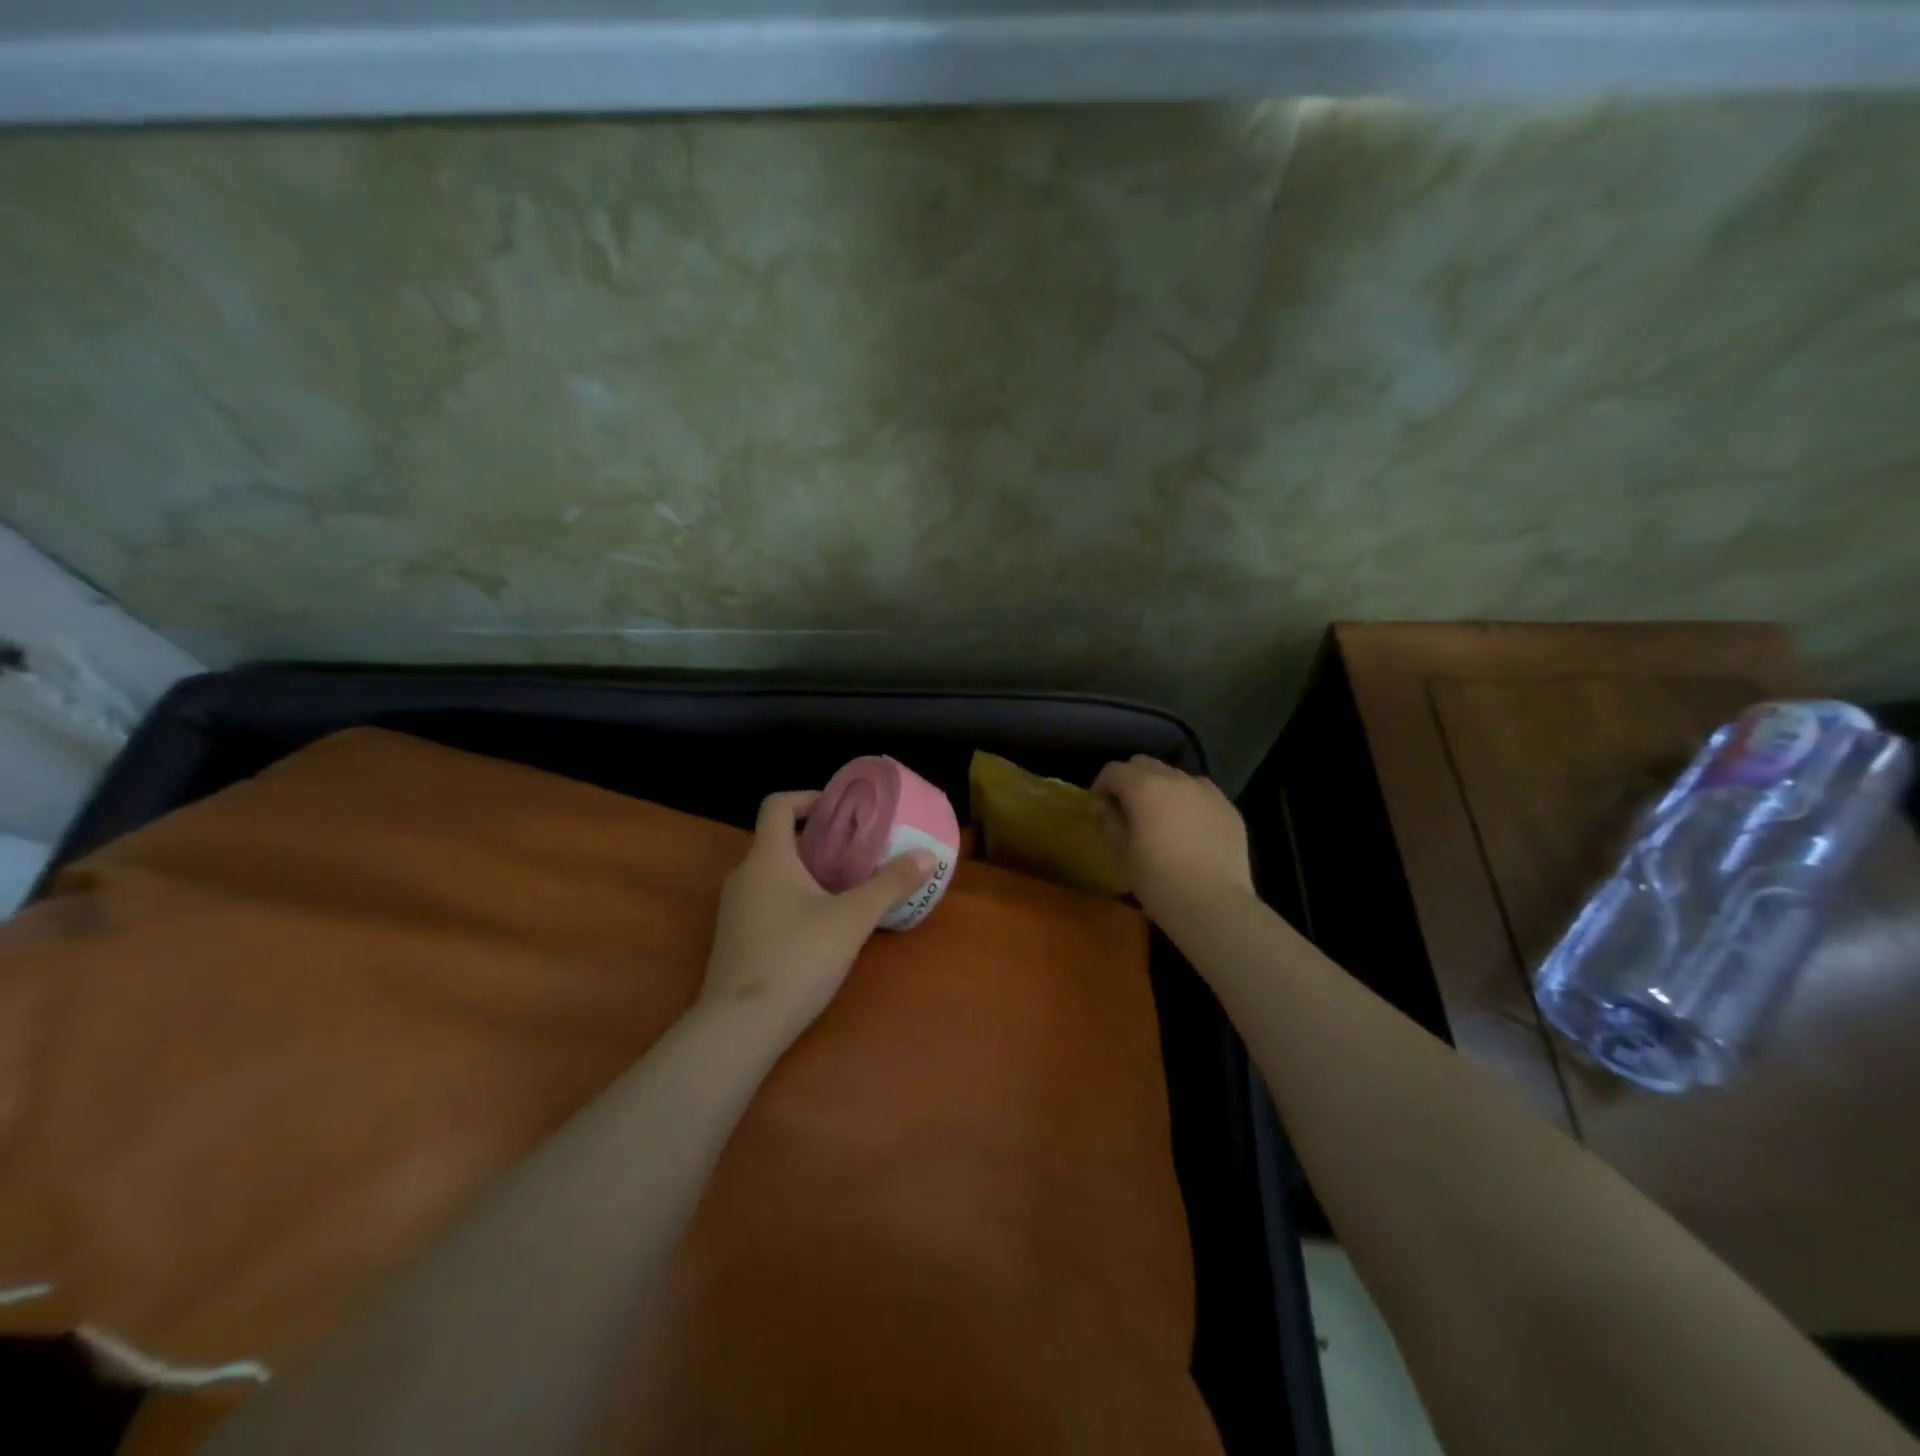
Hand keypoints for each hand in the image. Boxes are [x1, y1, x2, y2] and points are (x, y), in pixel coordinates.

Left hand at [700, 791, 935, 1036]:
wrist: (739, 1028)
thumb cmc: (797, 959)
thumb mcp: (852, 919)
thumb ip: (890, 885)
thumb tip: (927, 855)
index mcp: (767, 859)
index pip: (777, 805)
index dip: (807, 798)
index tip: (840, 809)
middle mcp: (744, 876)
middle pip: (778, 840)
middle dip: (817, 840)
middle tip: (857, 850)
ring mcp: (735, 910)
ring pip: (773, 874)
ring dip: (807, 871)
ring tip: (846, 886)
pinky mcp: (735, 939)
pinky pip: (766, 901)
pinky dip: (793, 898)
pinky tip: (821, 926)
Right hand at [1093, 756, 1253, 921]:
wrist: (1214, 905)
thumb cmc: (1158, 881)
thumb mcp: (1122, 853)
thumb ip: (1110, 821)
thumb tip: (1106, 805)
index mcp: (1144, 787)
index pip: (1114, 770)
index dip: (1101, 785)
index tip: (1099, 807)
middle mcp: (1176, 779)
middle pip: (1145, 764)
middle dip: (1131, 780)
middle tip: (1127, 808)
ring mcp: (1207, 791)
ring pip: (1176, 776)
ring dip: (1162, 788)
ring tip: (1161, 817)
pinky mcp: (1229, 808)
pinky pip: (1201, 794)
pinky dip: (1189, 802)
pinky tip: (1189, 829)